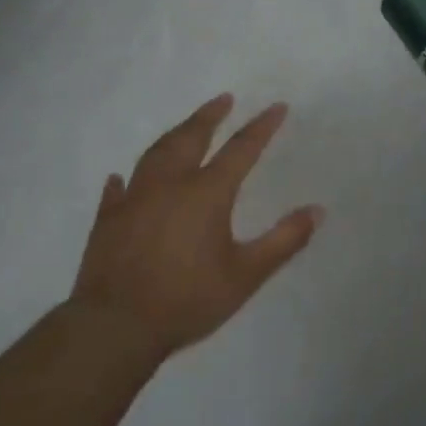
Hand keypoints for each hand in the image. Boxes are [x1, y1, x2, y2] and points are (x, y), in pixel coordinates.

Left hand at [71, 94, 323, 361]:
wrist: (115, 326)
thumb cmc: (188, 299)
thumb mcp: (247, 275)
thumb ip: (284, 240)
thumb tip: (318, 210)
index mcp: (207, 193)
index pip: (241, 149)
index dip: (261, 127)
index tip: (277, 107)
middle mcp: (169, 185)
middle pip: (191, 138)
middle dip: (210, 116)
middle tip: (223, 99)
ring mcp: (134, 200)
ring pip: (155, 154)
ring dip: (174, 135)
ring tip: (185, 126)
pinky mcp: (107, 220)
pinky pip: (117, 190)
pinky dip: (124, 179)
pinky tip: (121, 177)